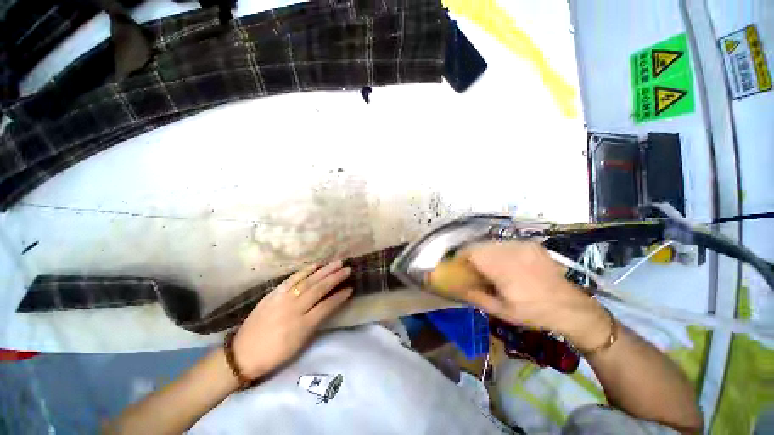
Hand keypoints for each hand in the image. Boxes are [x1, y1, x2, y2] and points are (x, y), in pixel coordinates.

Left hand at [232, 260, 352, 378]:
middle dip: (335, 278)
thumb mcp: (299, 344)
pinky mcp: (273, 294)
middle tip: (347, 269)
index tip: (350, 288)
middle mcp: (294, 309)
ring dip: (324, 271)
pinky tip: (315, 265)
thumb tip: (329, 306)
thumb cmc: (275, 354)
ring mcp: (282, 299)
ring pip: (308, 281)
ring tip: (337, 263)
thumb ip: (315, 323)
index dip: (339, 297)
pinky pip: (291, 279)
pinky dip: (304, 271)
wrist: (242, 354)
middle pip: (319, 289)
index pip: (326, 306)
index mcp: (302, 326)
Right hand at [460, 241, 610, 349]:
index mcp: (502, 268)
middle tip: (474, 269)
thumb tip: (458, 287)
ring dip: (486, 253)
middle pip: (480, 245)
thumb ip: (476, 296)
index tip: (459, 266)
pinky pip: (507, 243)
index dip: (461, 257)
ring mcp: (523, 245)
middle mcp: (511, 251)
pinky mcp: (532, 244)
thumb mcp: (501, 311)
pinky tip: (508, 263)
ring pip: (492, 243)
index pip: (471, 252)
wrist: (570, 307)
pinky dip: (501, 251)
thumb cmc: (532, 312)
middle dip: (473, 255)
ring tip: (492, 266)